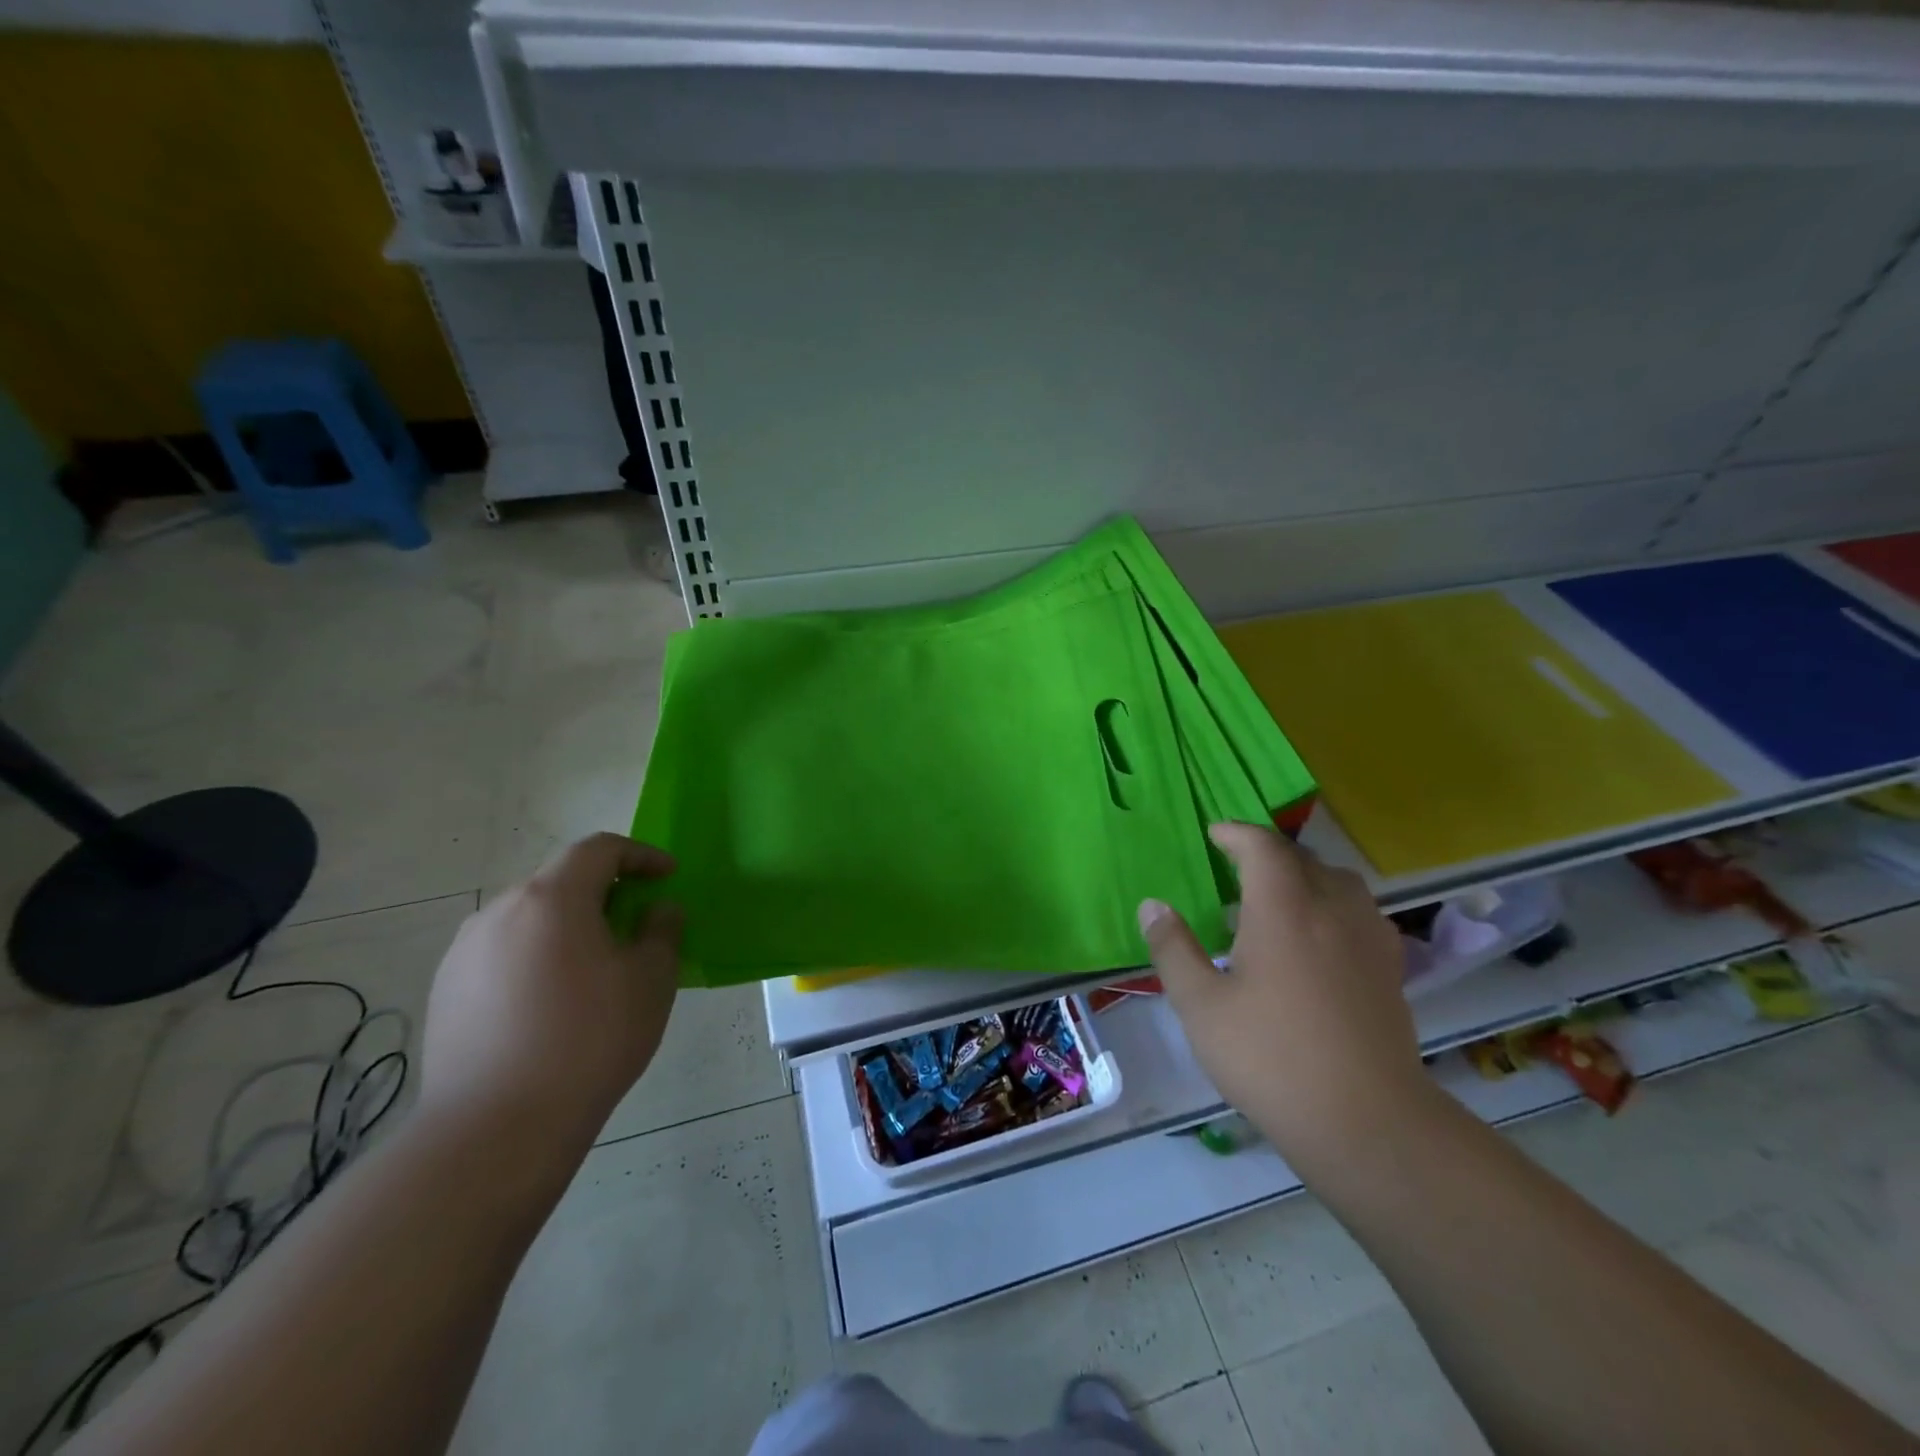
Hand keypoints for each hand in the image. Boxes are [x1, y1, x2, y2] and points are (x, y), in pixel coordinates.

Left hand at [419, 834, 682, 1150]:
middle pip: (560, 880)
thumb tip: (657, 910)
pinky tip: (551, 1003)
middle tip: (635, 924)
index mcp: (551, 898)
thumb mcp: (651, 980)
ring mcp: (464, 951)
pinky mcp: (445, 991)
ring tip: (594, 967)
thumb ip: (662, 931)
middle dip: (604, 892)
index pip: (599, 849)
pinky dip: (536, 957)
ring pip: (529, 918)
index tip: (668, 876)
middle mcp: (500, 911)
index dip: (640, 855)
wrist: (495, 1129)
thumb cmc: (589, 1040)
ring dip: (567, 926)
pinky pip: (502, 953)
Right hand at [1140, 822, 1428, 1166]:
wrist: (1366, 1122)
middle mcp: (1331, 909)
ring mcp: (1368, 937)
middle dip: (1268, 852)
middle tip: (1237, 866)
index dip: (1236, 833)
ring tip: (1278, 896)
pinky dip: (1333, 903)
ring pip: (1339, 880)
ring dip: (1305, 874)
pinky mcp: (1390, 968)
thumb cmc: (1271, 1057)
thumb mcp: (1201, 1005)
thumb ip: (1173, 949)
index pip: (1262, 847)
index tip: (1214, 835)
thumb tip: (1152, 905)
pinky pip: (1360, 911)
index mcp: (1283, 908)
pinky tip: (1319, 936)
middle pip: (1303, 858)